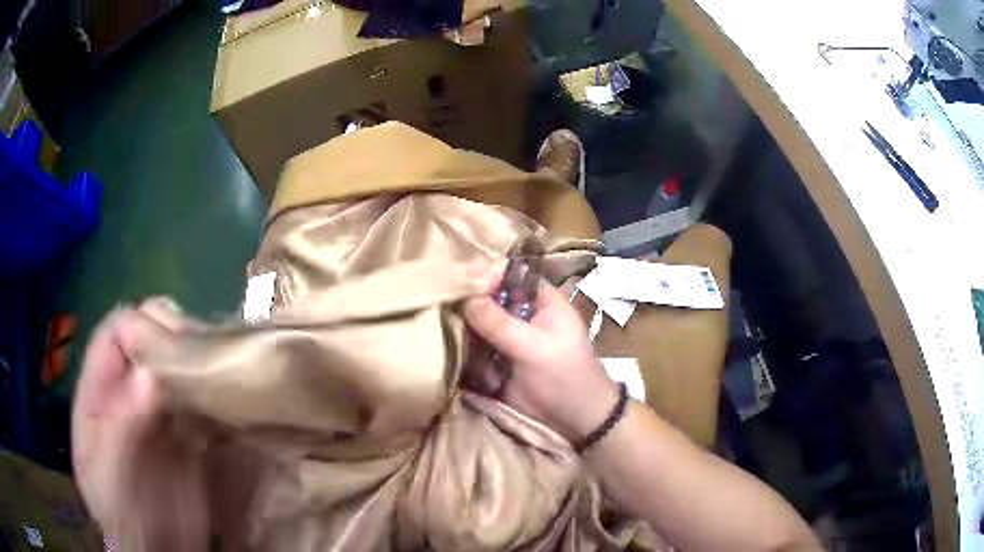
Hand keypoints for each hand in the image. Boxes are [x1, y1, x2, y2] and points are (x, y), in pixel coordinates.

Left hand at [71, 299, 208, 551]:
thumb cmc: (128, 520)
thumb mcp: (114, 479)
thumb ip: (123, 429)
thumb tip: (149, 376)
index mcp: (99, 393)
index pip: (117, 332)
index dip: (143, 329)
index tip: (176, 347)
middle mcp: (128, 392)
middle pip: (152, 339)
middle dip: (179, 341)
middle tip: (209, 362)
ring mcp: (158, 412)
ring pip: (180, 365)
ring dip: (202, 365)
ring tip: (227, 379)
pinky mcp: (187, 433)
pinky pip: (202, 399)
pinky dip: (217, 394)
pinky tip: (233, 404)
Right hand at [463, 278, 618, 443]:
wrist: (573, 421)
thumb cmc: (564, 376)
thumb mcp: (534, 347)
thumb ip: (499, 323)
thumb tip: (465, 297)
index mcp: (542, 302)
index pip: (512, 276)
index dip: (488, 276)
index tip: (460, 283)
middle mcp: (523, 317)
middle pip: (489, 302)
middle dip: (471, 311)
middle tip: (451, 317)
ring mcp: (509, 340)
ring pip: (479, 327)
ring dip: (471, 341)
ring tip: (468, 352)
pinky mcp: (498, 363)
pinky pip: (477, 352)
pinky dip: (472, 361)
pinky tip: (475, 372)